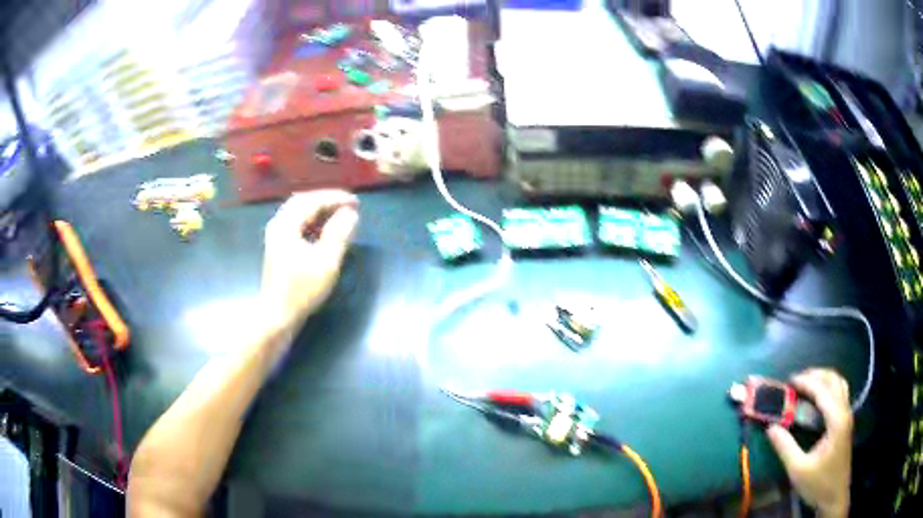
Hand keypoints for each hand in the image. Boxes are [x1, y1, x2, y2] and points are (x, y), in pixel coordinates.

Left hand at [261, 190, 358, 335]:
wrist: (278, 315)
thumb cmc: (302, 290)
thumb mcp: (326, 262)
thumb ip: (339, 234)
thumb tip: (351, 214)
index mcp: (286, 225)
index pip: (312, 201)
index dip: (335, 198)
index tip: (356, 202)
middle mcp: (278, 225)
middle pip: (302, 201)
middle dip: (326, 200)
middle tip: (348, 204)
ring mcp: (276, 236)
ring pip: (298, 212)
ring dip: (319, 210)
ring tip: (339, 214)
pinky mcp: (278, 247)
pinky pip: (296, 223)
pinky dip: (312, 220)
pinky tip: (323, 229)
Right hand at [766, 369, 852, 517]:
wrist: (835, 496)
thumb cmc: (819, 484)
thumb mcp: (798, 470)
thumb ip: (785, 447)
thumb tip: (771, 427)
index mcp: (836, 420)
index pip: (823, 391)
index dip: (806, 382)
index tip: (789, 380)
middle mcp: (845, 411)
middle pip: (834, 381)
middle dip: (816, 375)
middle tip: (797, 380)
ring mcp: (847, 416)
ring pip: (839, 385)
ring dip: (824, 379)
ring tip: (807, 384)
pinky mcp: (845, 422)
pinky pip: (839, 395)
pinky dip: (828, 389)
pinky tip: (818, 399)